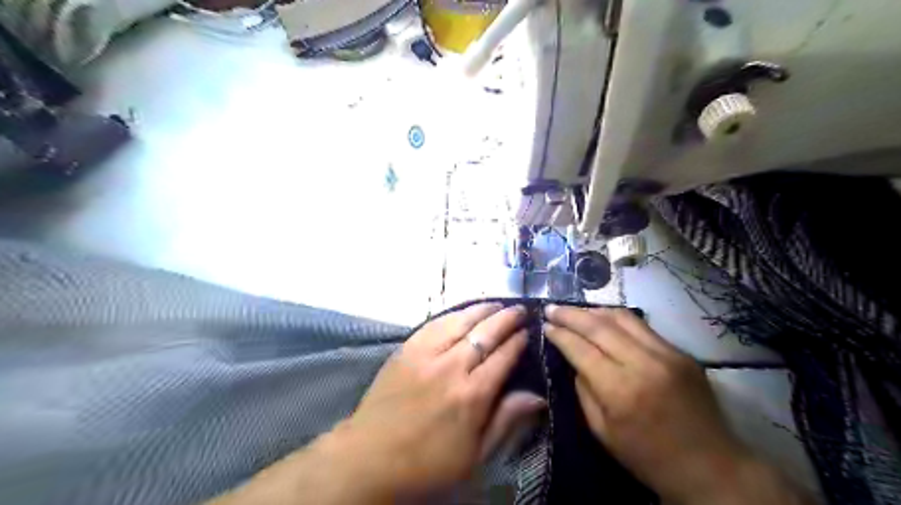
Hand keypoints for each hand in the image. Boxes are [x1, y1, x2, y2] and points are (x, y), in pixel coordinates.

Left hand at [327, 304, 545, 499]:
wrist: (370, 458)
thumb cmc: (427, 464)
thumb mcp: (475, 456)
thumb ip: (506, 421)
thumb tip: (537, 396)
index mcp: (472, 395)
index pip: (503, 357)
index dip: (518, 341)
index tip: (528, 332)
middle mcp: (451, 367)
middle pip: (485, 333)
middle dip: (506, 318)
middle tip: (519, 310)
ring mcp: (425, 354)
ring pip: (460, 321)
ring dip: (481, 310)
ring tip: (496, 304)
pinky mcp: (405, 349)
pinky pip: (433, 324)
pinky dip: (452, 315)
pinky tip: (462, 312)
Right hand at [545, 307, 753, 502]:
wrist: (711, 468)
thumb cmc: (648, 458)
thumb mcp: (602, 431)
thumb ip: (583, 390)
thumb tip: (574, 358)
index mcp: (621, 390)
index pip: (581, 349)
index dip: (560, 334)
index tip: (545, 325)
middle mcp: (644, 364)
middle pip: (599, 326)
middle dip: (571, 314)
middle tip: (551, 308)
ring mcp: (667, 354)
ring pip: (622, 318)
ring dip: (593, 310)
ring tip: (574, 310)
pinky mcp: (681, 352)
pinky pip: (642, 327)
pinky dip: (616, 319)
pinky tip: (602, 320)